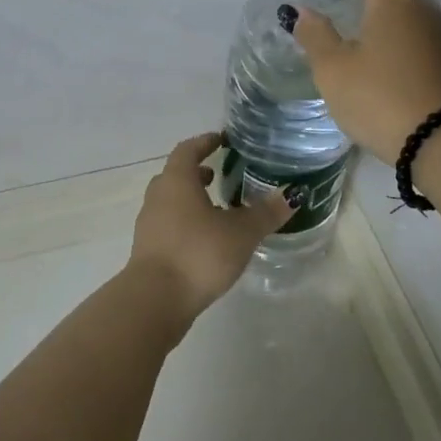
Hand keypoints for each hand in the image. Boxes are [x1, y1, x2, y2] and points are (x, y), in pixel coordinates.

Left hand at [128, 133, 293, 322]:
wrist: (155, 300)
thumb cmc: (198, 253)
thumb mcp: (241, 232)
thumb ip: (265, 213)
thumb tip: (292, 195)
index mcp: (177, 181)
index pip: (188, 150)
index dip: (205, 142)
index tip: (222, 140)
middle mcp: (158, 196)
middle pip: (176, 175)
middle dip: (198, 172)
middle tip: (220, 174)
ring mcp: (149, 224)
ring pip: (171, 201)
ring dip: (191, 199)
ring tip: (218, 209)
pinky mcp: (148, 250)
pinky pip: (168, 225)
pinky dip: (185, 223)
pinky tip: (206, 240)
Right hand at [287, 0, 440, 165]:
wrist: (438, 141)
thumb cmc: (380, 97)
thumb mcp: (334, 69)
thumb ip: (316, 36)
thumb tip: (303, 12)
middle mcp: (412, 5)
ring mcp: (424, 30)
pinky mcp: (428, 53)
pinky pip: (397, 14)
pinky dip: (374, 5)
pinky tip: (357, 22)